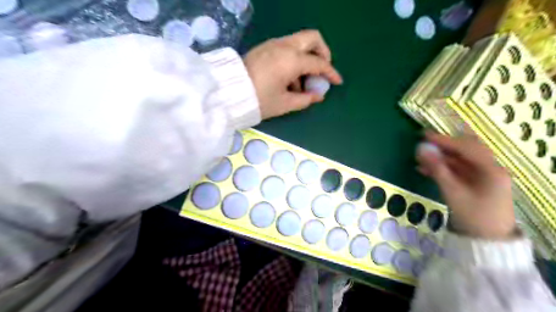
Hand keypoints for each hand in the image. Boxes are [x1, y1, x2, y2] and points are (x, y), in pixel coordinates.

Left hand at [244, 29, 343, 118]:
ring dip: (307, 57)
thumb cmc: (259, 100)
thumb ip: (305, 99)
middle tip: (321, 70)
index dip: (330, 73)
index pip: (318, 63)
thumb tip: (318, 95)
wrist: (229, 92)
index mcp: (291, 60)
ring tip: (301, 83)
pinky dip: (294, 58)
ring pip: (299, 41)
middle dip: (322, 53)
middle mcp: (284, 46)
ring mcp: (273, 44)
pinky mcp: (265, 47)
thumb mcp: (284, 103)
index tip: (337, 82)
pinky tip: (288, 78)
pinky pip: (287, 47)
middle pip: (312, 38)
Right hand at [417, 131, 516, 239]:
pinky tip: (426, 169)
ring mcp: (484, 176)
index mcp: (491, 169)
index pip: (466, 147)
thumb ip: (436, 169)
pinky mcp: (477, 183)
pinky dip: (443, 167)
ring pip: (461, 160)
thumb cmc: (472, 216)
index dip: (444, 140)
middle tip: (424, 143)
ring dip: (441, 157)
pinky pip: (459, 170)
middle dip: (444, 146)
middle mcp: (490, 168)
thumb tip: (420, 149)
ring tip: (421, 157)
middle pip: (466, 150)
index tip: (424, 135)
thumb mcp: (452, 192)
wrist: (486, 241)